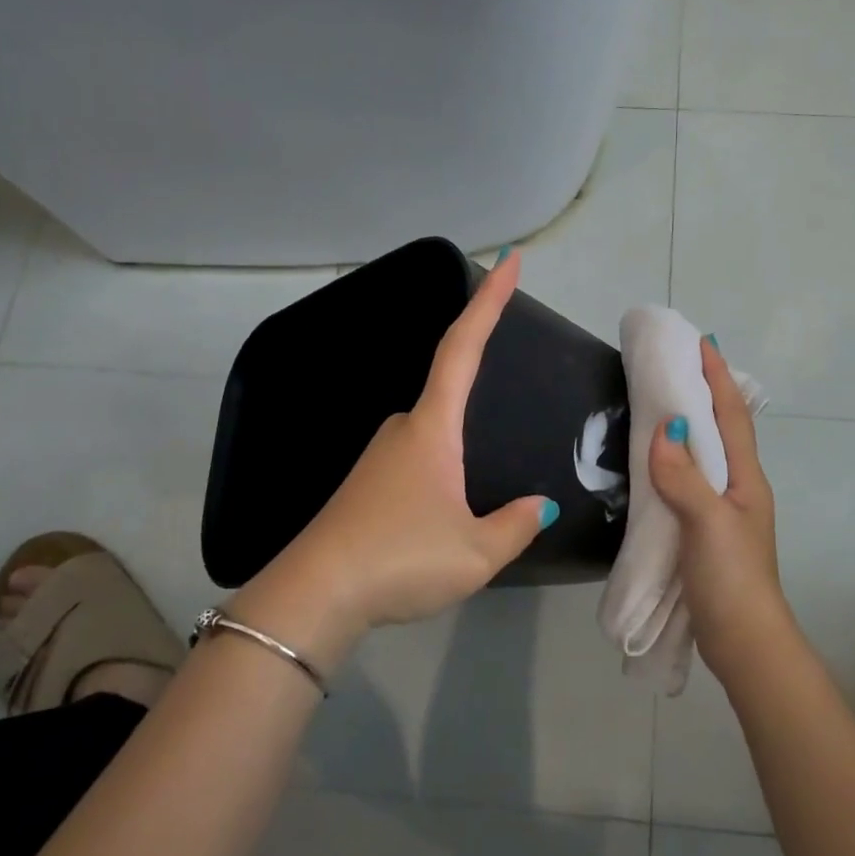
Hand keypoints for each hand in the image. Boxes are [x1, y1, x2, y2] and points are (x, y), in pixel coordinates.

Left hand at [235, 250, 554, 662]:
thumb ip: (516, 526)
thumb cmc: (400, 560)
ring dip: (460, 443)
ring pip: (434, 432)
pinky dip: (442, 467)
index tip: (510, 260)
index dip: (489, 301)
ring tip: (480, 492)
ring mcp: (380, 456)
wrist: (314, 595)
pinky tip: (446, 505)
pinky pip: (418, 458)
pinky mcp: (367, 484)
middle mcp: (403, 429)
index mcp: (432, 428)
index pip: (464, 347)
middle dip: (479, 377)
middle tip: (513, 394)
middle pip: (448, 386)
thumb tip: (541, 506)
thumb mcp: (475, 553)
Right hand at [647, 338, 791, 682]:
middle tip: (675, 363)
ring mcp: (722, 509)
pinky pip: (688, 480)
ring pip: (705, 454)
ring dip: (689, 424)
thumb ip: (684, 476)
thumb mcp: (708, 523)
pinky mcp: (704, 530)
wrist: (743, 641)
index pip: (732, 415)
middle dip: (704, 392)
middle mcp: (738, 487)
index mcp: (745, 478)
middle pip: (722, 428)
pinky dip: (673, 459)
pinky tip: (654, 460)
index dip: (718, 377)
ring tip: (661, 399)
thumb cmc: (731, 578)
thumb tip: (664, 426)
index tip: (701, 342)